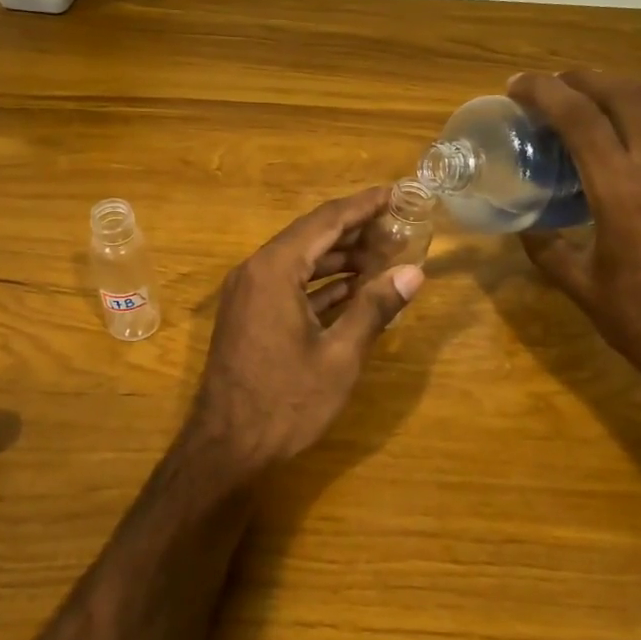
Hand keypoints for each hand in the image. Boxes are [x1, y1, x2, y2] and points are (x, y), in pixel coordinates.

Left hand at [183, 187, 425, 475]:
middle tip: (399, 227)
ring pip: (301, 261)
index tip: (397, 193)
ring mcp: (249, 293)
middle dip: (356, 231)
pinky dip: (322, 284)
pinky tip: (354, 289)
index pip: (326, 221)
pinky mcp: (249, 315)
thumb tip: (414, 273)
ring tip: (386, 256)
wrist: (226, 446)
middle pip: (312, 236)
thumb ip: (375, 308)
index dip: (364, 205)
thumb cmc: (285, 401)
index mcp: (275, 269)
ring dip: (340, 258)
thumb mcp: (339, 356)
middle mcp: (257, 270)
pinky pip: (289, 284)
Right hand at [508, 71, 640, 410]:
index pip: (579, 118)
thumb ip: (547, 249)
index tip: (516, 86)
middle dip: (580, 79)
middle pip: (620, 95)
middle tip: (548, 86)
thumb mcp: (582, 288)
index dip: (544, 93)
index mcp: (621, 190)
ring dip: (616, 88)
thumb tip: (524, 226)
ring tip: (586, 93)